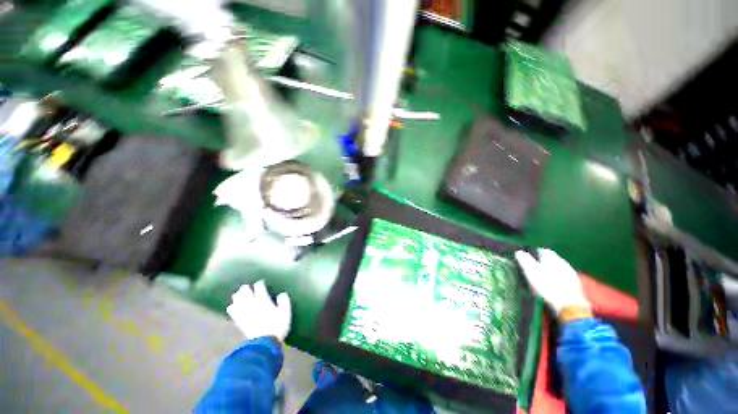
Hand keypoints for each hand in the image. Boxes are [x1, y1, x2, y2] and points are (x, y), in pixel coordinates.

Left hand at [227, 281, 291, 341]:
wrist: (264, 343)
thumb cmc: (277, 326)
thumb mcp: (286, 312)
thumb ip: (284, 302)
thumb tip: (282, 294)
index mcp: (264, 301)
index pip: (260, 289)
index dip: (259, 285)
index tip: (260, 282)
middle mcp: (253, 305)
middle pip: (246, 294)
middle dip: (245, 289)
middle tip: (245, 286)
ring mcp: (245, 314)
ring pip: (238, 302)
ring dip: (237, 297)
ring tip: (237, 294)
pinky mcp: (241, 323)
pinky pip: (234, 313)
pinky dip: (232, 309)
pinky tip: (230, 307)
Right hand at [515, 248, 590, 313]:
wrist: (570, 306)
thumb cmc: (548, 286)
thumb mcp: (531, 271)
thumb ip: (524, 259)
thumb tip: (519, 251)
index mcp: (553, 258)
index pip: (542, 250)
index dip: (533, 253)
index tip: (525, 259)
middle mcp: (564, 263)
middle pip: (550, 259)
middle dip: (541, 263)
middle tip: (531, 270)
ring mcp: (571, 274)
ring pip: (557, 269)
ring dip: (549, 272)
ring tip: (540, 279)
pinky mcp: (575, 286)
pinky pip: (562, 278)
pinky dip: (555, 280)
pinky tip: (551, 287)